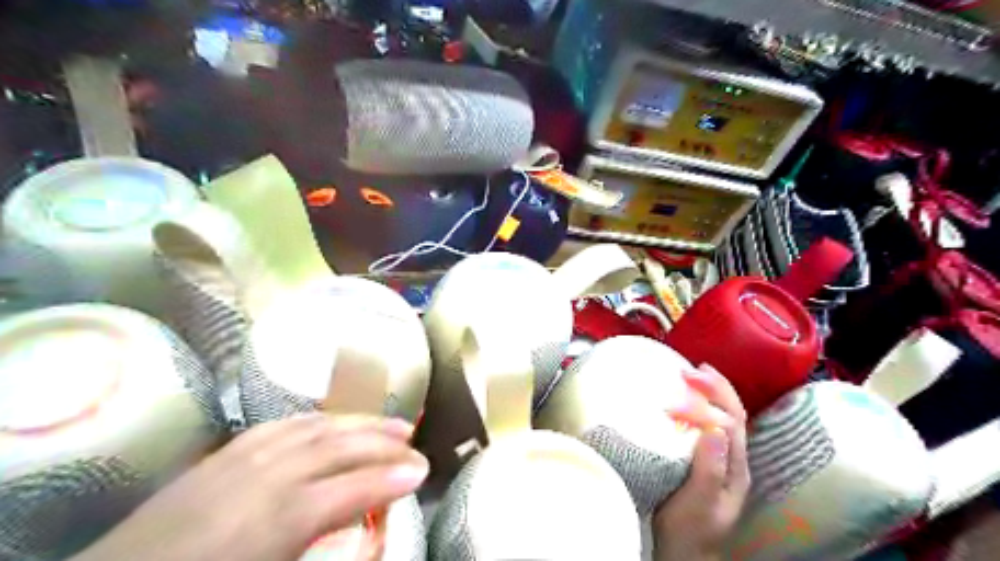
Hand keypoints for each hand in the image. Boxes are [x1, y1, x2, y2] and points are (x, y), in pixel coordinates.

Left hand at [73, 413, 426, 560]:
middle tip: (414, 442)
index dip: (390, 479)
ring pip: (314, 427)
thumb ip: (320, 545)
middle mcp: (263, 478)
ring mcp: (240, 459)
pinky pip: (281, 425)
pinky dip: (319, 419)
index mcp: (275, 521)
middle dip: (382, 442)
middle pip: (337, 447)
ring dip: (358, 422)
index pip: (349, 489)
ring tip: (389, 422)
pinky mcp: (222, 454)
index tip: (422, 472)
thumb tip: (362, 529)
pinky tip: (334, 420)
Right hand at [658, 363, 748, 560]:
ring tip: (694, 373)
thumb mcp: (699, 504)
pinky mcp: (704, 458)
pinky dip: (700, 404)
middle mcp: (732, 458)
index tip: (681, 389)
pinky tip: (687, 398)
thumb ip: (709, 470)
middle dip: (716, 388)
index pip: (731, 422)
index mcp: (734, 468)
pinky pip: (708, 423)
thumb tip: (715, 429)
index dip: (710, 401)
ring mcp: (720, 457)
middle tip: (691, 370)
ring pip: (724, 415)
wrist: (685, 552)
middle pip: (734, 413)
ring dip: (712, 391)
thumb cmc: (689, 530)